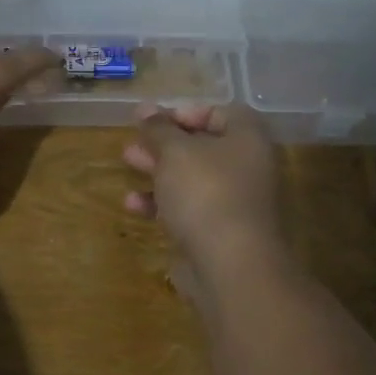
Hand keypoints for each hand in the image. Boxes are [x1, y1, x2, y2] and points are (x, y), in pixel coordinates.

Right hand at [122, 103, 287, 289]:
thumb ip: (158, 128)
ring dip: (158, 169)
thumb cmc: (206, 192)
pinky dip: (161, 203)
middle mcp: (245, 168)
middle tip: (135, 139)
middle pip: (202, 146)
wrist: (229, 265)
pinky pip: (186, 209)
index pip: (221, 112)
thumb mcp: (175, 151)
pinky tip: (133, 204)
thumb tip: (146, 109)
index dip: (187, 111)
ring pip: (191, 178)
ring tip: (127, 162)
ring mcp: (232, 203)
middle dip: (164, 142)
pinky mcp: (215, 233)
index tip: (155, 119)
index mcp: (247, 140)